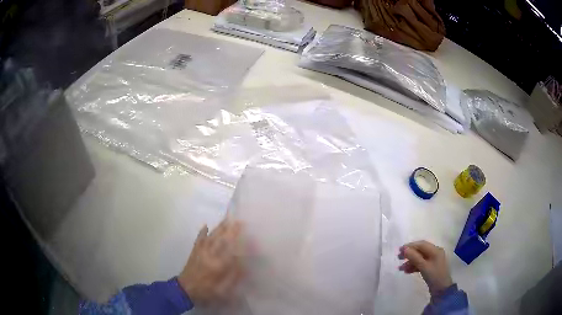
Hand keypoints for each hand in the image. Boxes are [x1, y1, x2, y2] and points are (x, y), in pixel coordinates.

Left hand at [178, 219, 244, 305]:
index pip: (230, 249)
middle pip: (220, 239)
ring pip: (211, 237)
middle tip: (238, 220)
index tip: (245, 233)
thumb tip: (244, 264)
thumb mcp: (223, 289)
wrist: (185, 289)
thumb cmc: (206, 291)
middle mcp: (209, 255)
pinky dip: (202, 232)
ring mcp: (200, 252)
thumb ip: (234, 277)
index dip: (238, 240)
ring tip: (226, 219)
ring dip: (219, 228)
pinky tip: (205, 225)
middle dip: (230, 229)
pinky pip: (198, 240)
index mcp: (217, 265)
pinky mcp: (194, 252)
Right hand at [398, 240, 452, 296]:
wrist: (441, 289)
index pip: (421, 244)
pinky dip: (413, 266)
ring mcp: (433, 260)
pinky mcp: (430, 267)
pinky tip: (407, 271)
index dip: (410, 246)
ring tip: (401, 268)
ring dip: (410, 262)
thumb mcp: (424, 266)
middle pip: (420, 250)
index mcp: (435, 250)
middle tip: (399, 258)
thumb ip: (414, 257)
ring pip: (419, 258)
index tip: (399, 250)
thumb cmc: (434, 275)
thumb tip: (405, 249)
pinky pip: (421, 264)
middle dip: (409, 254)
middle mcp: (435, 253)